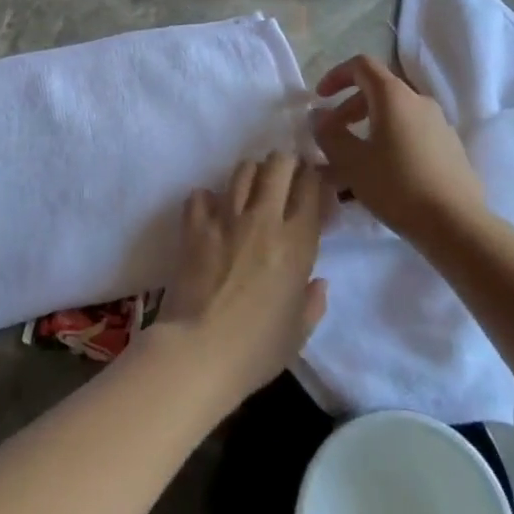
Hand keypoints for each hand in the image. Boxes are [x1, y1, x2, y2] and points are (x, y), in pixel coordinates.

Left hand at [153, 154, 331, 411]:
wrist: (200, 350)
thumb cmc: (257, 348)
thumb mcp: (298, 332)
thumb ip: (313, 302)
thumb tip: (318, 282)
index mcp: (297, 243)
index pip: (311, 188)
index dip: (315, 177)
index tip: (315, 182)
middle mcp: (263, 219)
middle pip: (278, 165)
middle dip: (286, 163)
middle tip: (286, 176)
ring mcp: (226, 218)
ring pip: (242, 170)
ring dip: (252, 173)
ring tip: (253, 187)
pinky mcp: (195, 226)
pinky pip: (201, 195)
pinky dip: (208, 199)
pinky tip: (212, 212)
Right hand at [311, 55, 485, 243]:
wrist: (457, 225)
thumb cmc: (397, 186)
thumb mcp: (350, 161)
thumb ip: (328, 133)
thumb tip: (318, 116)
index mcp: (394, 96)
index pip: (361, 65)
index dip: (336, 76)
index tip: (319, 99)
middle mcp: (419, 101)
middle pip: (377, 91)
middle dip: (348, 109)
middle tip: (331, 136)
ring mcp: (439, 124)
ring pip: (394, 116)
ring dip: (367, 129)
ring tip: (351, 162)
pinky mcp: (449, 148)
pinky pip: (411, 134)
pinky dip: (389, 142)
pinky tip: (381, 176)